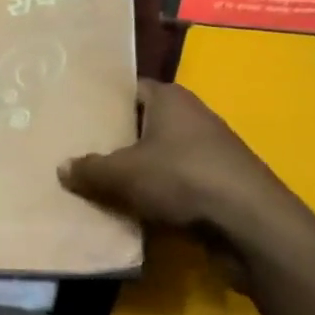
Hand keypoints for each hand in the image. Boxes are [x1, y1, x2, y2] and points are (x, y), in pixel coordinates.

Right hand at [59, 79, 314, 260]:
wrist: (252, 225)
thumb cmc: (183, 179)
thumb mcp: (124, 174)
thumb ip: (90, 169)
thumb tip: (62, 167)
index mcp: (169, 97)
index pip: (129, 89)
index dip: (103, 102)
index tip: (77, 116)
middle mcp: (192, 115)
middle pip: (144, 123)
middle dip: (118, 139)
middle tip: (81, 151)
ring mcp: (211, 150)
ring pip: (162, 155)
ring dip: (139, 171)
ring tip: (102, 184)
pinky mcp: (222, 184)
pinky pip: (179, 183)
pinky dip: (161, 194)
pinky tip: (137, 209)